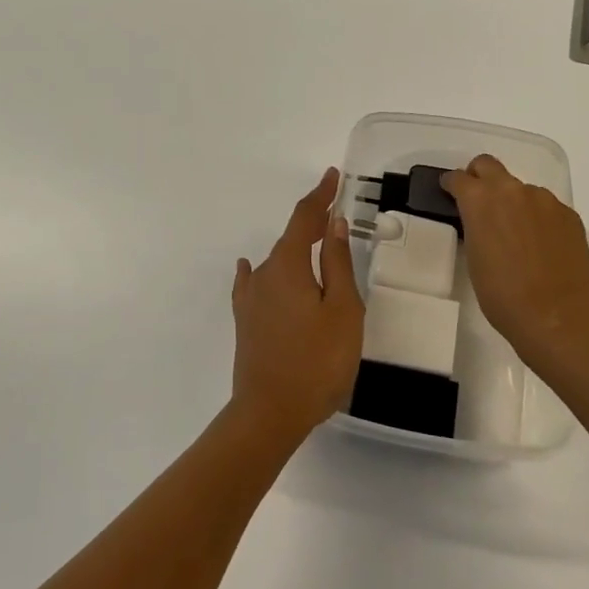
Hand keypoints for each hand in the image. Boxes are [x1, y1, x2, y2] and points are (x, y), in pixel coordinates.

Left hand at [230, 168, 364, 444]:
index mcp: (289, 266)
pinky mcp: (246, 321)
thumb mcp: (342, 310)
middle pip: (291, 239)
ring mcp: (251, 299)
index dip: (320, 196)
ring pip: (277, 262)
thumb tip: (333, 223)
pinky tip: (251, 268)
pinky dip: (262, 270)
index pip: (305, 218)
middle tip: (334, 212)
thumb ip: (337, 264)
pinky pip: (255, 283)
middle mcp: (264, 274)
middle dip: (312, 223)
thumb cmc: (317, 361)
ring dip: (296, 249)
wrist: (269, 413)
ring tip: (316, 244)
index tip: (331, 175)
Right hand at [441, 155, 588, 375]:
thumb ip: (476, 227)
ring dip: (514, 202)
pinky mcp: (569, 214)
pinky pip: (546, 207)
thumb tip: (483, 223)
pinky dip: (538, 219)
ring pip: (521, 189)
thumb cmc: (502, 294)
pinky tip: (541, 246)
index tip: (449, 193)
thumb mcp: (474, 258)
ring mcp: (545, 200)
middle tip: (478, 201)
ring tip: (517, 235)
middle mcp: (512, 190)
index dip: (451, 185)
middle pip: (489, 165)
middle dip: (479, 176)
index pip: (458, 178)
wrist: (556, 316)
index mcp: (481, 200)